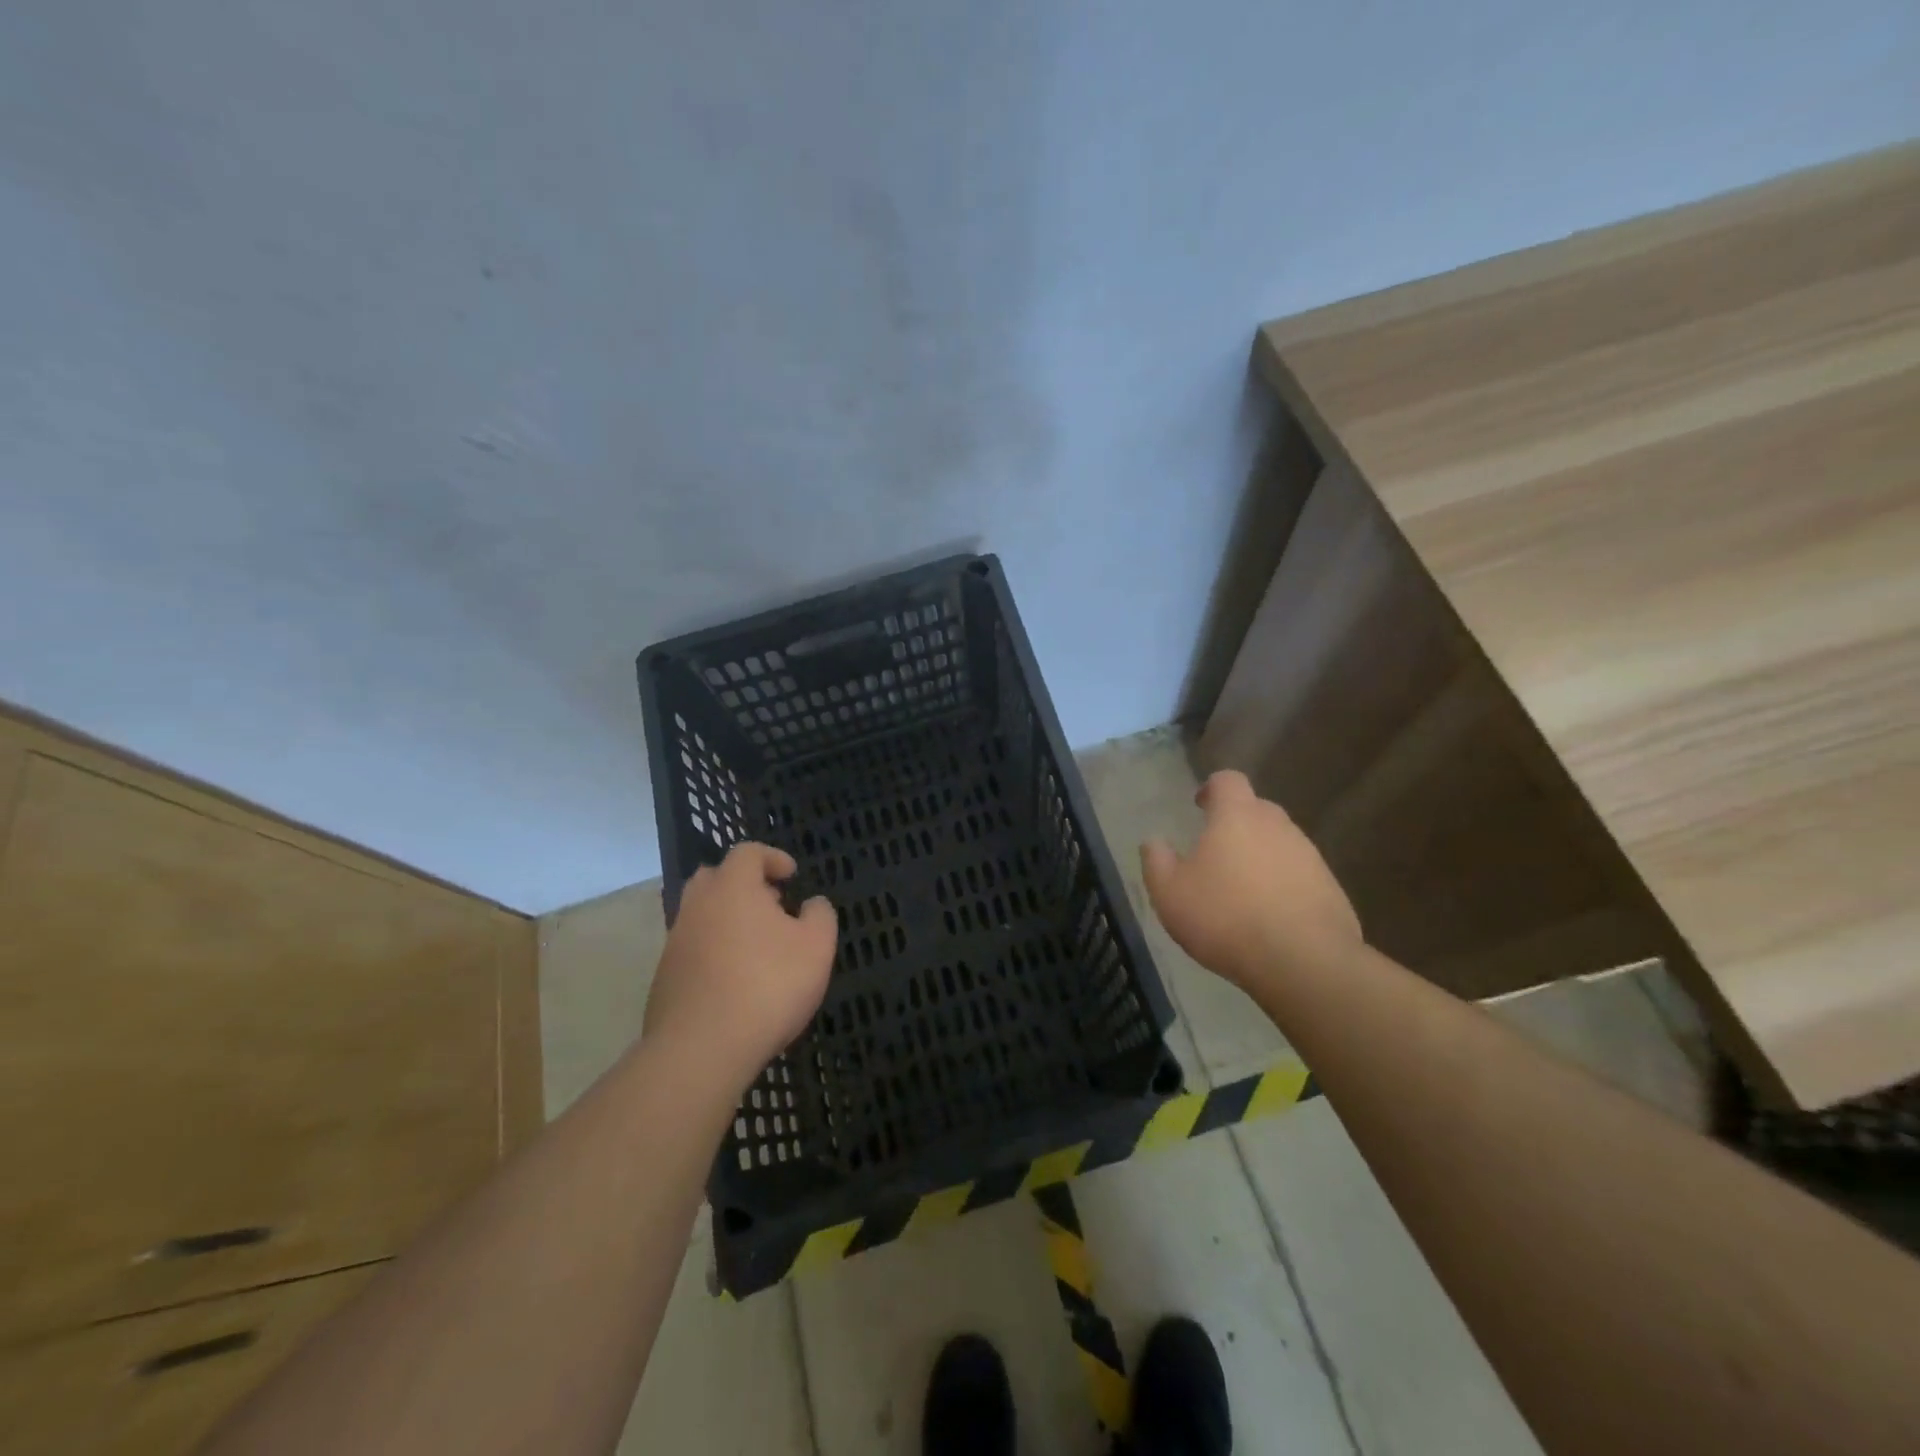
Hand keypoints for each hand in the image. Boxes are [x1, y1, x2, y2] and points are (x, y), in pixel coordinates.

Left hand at [643, 843, 836, 1091]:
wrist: (702, 1048)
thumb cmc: (768, 985)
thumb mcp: (816, 947)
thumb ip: (820, 916)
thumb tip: (813, 904)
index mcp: (732, 887)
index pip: (748, 852)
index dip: (772, 858)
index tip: (791, 876)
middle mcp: (697, 906)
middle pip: (715, 878)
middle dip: (743, 884)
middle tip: (770, 904)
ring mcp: (675, 943)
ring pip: (700, 915)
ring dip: (727, 920)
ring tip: (757, 946)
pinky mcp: (664, 979)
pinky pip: (692, 950)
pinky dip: (713, 952)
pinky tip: (735, 981)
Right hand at [1141, 770, 1361, 995]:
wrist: (1303, 962)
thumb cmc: (1226, 918)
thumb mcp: (1170, 893)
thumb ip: (1156, 861)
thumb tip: (1153, 841)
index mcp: (1237, 816)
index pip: (1228, 780)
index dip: (1212, 788)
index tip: (1200, 806)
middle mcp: (1277, 826)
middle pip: (1256, 809)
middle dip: (1236, 824)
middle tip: (1216, 853)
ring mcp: (1309, 855)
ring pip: (1280, 842)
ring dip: (1260, 856)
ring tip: (1242, 890)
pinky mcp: (1330, 887)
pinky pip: (1299, 874)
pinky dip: (1283, 884)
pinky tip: (1270, 916)